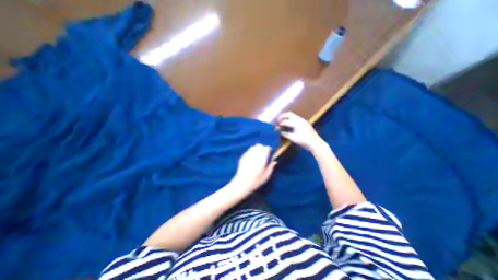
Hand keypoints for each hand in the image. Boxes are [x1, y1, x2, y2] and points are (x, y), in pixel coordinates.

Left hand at [229, 145, 276, 194]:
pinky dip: (251, 152)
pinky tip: (251, 157)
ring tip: (258, 154)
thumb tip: (275, 161)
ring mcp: (248, 155)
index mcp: (262, 159)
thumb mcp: (266, 176)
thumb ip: (271, 167)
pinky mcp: (243, 157)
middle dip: (262, 148)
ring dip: (256, 149)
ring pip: (253, 147)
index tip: (270, 152)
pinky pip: (248, 151)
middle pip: (259, 146)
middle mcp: (255, 155)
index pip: (266, 148)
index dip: (269, 149)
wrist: (242, 183)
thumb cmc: (256, 181)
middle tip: (264, 153)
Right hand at [275, 112, 324, 151]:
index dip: (280, 124)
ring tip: (282, 122)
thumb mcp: (293, 138)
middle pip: (289, 114)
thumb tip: (280, 132)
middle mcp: (300, 119)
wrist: (315, 143)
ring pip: (293, 115)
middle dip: (282, 116)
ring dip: (287, 117)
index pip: (285, 121)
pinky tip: (289, 125)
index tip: (276, 127)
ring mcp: (303, 120)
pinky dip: (291, 120)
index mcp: (296, 123)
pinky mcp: (305, 123)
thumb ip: (285, 134)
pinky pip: (296, 118)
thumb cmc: (304, 141)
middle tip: (278, 120)